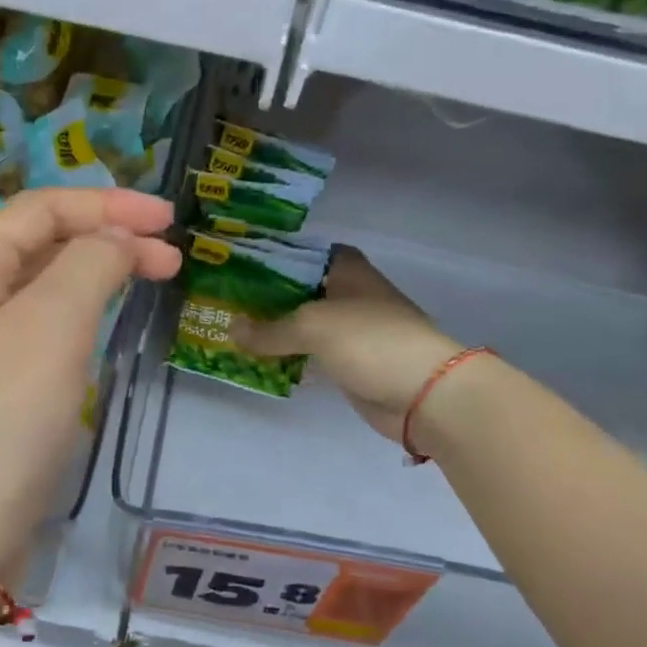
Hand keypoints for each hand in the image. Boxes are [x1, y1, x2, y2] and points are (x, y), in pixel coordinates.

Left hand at [0, 188, 180, 580]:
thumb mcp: (51, 326)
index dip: (107, 205)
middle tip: (171, 257)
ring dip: (94, 274)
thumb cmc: (3, 420)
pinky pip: (36, 327)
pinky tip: (103, 324)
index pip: (40, 209)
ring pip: (40, 286)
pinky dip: (77, 313)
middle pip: (38, 242)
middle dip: (106, 238)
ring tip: (149, 280)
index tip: (168, 219)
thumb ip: (89, 264)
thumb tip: (117, 240)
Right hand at [234, 246, 462, 443]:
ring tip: (230, 329)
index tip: (239, 264)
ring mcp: (351, 332)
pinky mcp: (349, 364)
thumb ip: (270, 329)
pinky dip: (287, 357)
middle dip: (266, 296)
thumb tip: (230, 329)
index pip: (306, 253)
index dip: (275, 256)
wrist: (423, 393)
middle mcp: (349, 296)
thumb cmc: (371, 341)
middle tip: (223, 300)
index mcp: (348, 271)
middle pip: (300, 290)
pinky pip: (309, 355)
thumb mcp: (313, 326)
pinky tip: (257, 361)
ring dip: (274, 330)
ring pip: (303, 325)